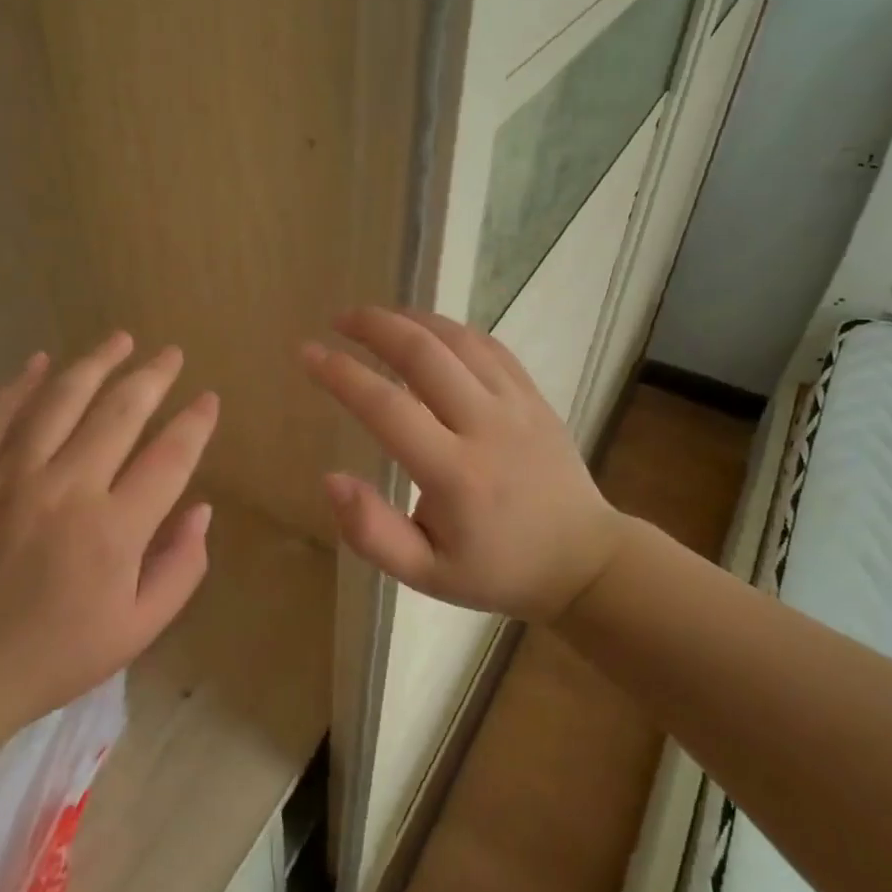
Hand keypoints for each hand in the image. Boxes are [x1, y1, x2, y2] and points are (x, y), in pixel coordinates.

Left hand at [0, 332, 218, 742]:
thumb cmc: (52, 656)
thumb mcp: (136, 631)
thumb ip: (181, 568)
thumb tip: (202, 508)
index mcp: (114, 530)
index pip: (170, 456)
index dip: (195, 423)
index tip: (209, 399)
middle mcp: (67, 487)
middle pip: (121, 411)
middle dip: (154, 376)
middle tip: (172, 354)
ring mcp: (10, 474)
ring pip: (62, 398)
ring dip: (97, 362)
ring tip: (121, 339)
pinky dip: (22, 382)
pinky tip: (42, 360)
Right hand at [301, 306, 624, 621]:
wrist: (583, 561)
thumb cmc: (496, 570)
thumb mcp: (426, 574)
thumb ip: (373, 533)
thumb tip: (331, 479)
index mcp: (455, 475)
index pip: (387, 407)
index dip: (341, 374)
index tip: (308, 353)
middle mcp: (486, 428)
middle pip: (424, 355)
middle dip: (374, 327)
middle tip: (339, 319)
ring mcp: (517, 406)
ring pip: (458, 340)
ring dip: (411, 319)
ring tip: (375, 318)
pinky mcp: (535, 397)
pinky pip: (490, 347)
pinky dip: (451, 330)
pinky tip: (427, 331)